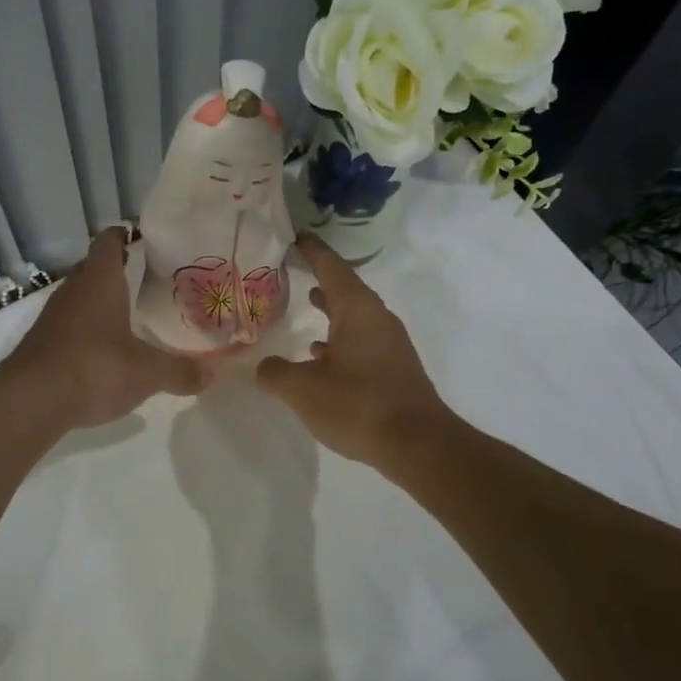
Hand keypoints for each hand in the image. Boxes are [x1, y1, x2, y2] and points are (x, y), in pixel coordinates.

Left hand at [3, 227, 206, 428]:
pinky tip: (100, 347)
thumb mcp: (147, 372)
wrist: (32, 400)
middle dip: (111, 268)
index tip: (136, 236)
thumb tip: (212, 374)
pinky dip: (83, 328)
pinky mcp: (41, 344)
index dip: (121, 236)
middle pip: (90, 268)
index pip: (108, 243)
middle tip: (138, 273)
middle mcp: (73, 292)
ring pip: (76, 296)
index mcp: (100, 282)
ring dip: (95, 299)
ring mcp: (52, 318)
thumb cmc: (96, 367)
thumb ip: (179, 371)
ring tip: (122, 310)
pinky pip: (66, 325)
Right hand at [255, 234, 447, 466]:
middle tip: (294, 269)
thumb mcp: (302, 389)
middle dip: (320, 278)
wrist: (417, 444)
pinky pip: (362, 341)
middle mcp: (377, 318)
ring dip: (332, 309)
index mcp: (357, 309)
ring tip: (307, 304)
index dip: (312, 251)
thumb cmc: (357, 404)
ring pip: (355, 316)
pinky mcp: (394, 368)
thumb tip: (264, 366)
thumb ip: (275, 373)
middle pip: (345, 289)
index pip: (331, 267)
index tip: (296, 236)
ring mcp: (390, 344)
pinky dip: (341, 339)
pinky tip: (322, 357)